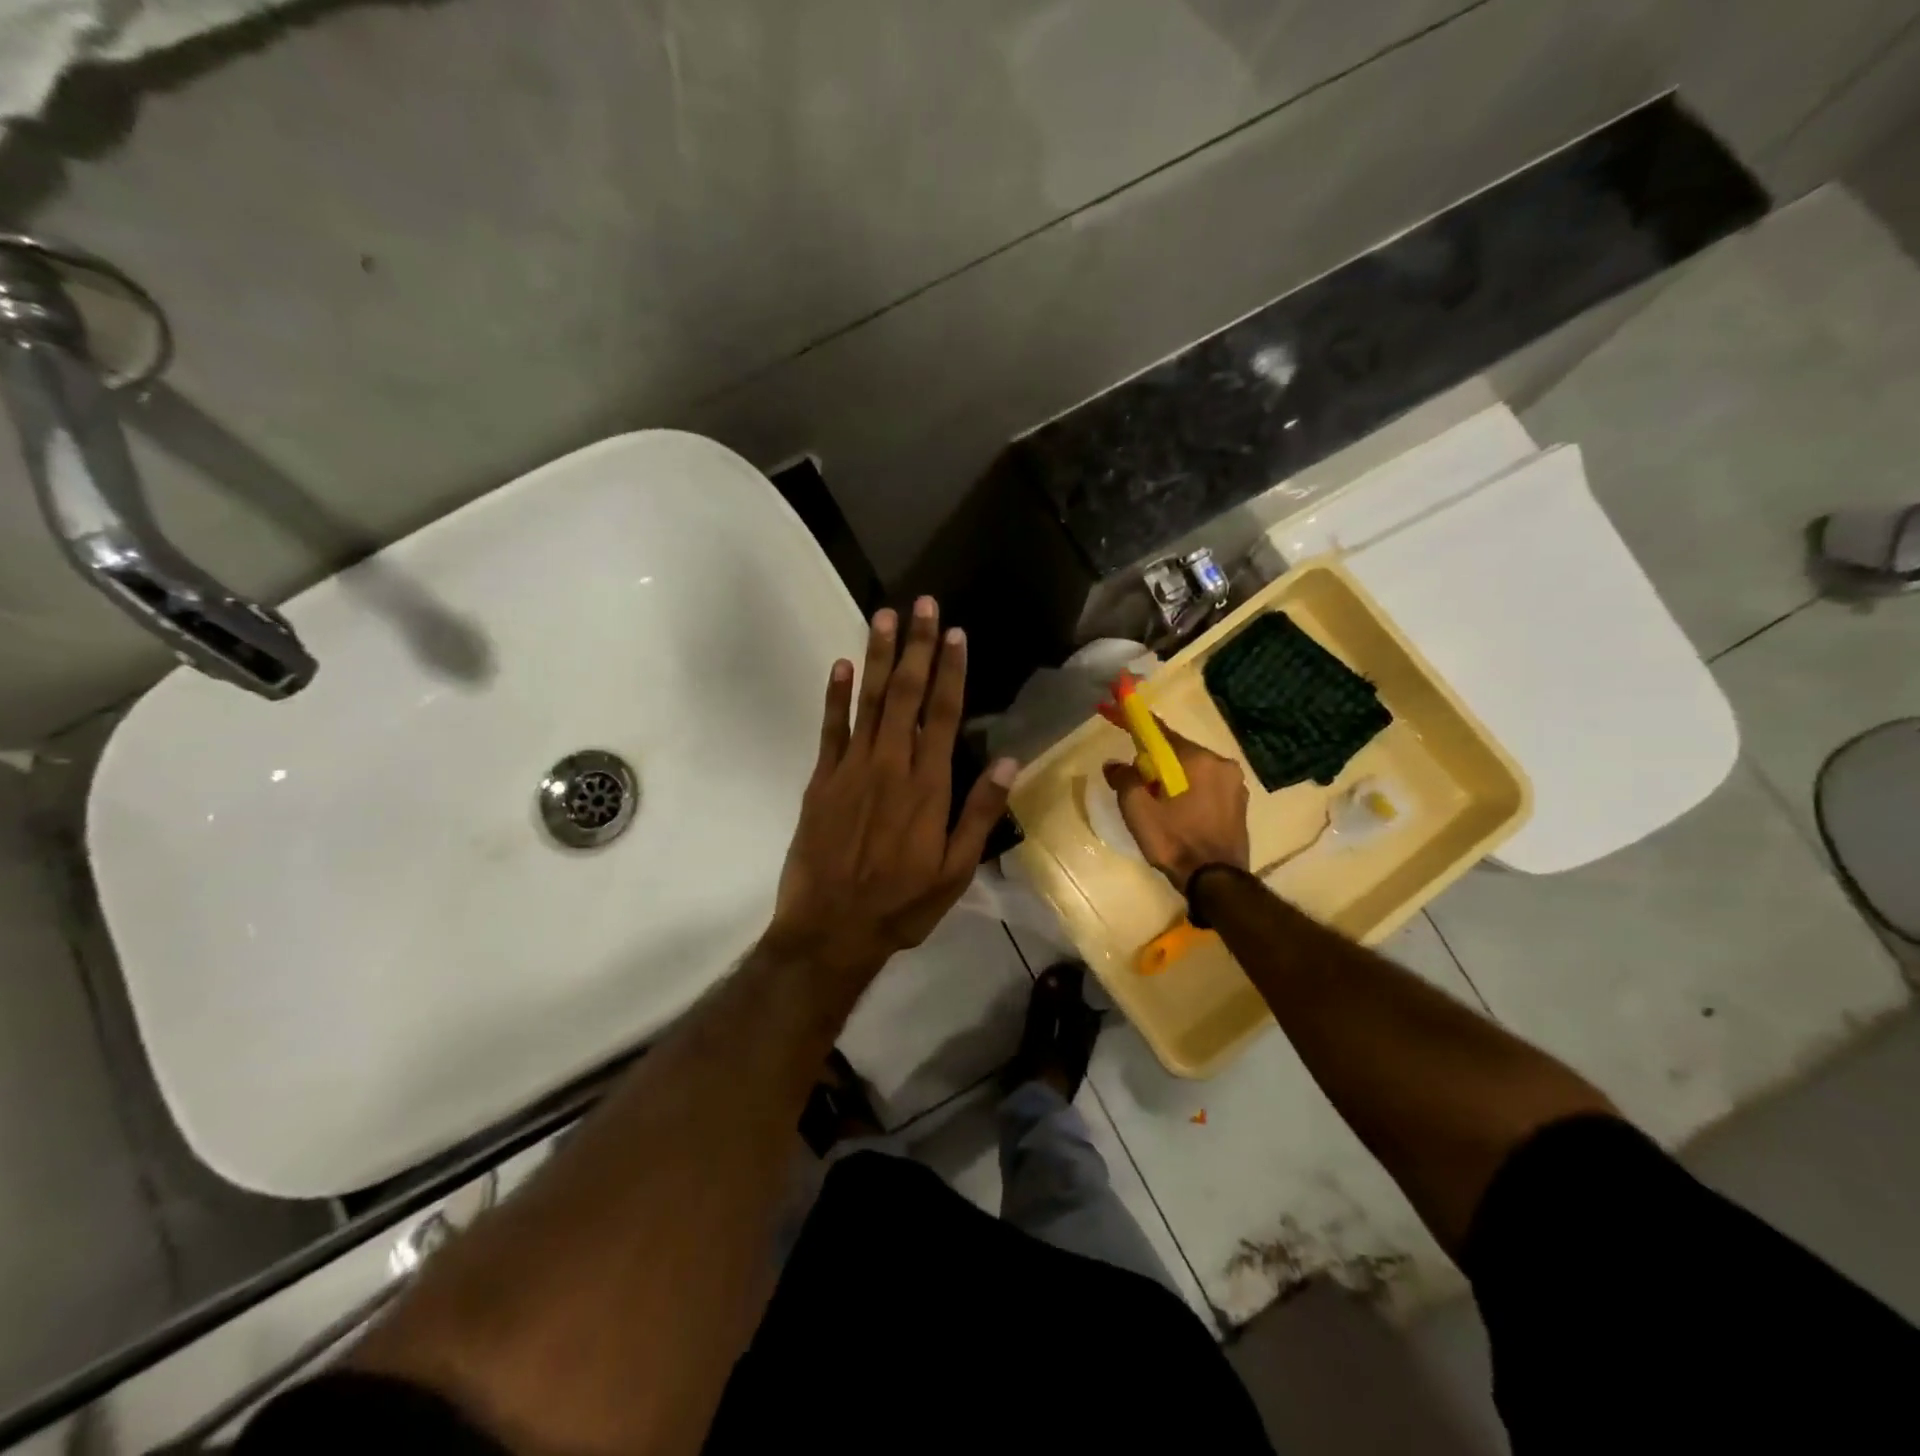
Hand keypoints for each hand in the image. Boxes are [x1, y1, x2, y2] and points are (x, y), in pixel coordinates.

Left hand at [768, 597, 1018, 983]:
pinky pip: (830, 729)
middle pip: (906, 695)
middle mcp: (891, 766)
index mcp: (928, 786)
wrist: (831, 930)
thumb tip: (1008, 762)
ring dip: (877, 656)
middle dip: (916, 646)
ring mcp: (852, 769)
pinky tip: (840, 665)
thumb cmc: (901, 904)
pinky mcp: (821, 781)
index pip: (943, 714)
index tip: (954, 633)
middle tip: (922, 603)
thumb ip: (980, 814)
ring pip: (868, 701)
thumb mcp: (956, 871)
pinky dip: (835, 696)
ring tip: (884, 616)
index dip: (950, 671)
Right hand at [1104, 721, 1249, 892]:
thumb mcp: (1138, 810)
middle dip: (1153, 757)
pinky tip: (1176, 810)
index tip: (1113, 704)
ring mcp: (1234, 784)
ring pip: (1192, 769)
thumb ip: (1124, 779)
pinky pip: (1205, 785)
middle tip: (1134, 776)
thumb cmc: (1175, 841)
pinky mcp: (1239, 804)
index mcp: (1196, 759)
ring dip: (1171, 776)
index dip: (1132, 719)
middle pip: (1177, 750)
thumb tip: (1115, 764)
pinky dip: (1187, 789)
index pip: (1158, 731)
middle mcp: (1220, 763)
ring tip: (1155, 800)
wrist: (1216, 881)